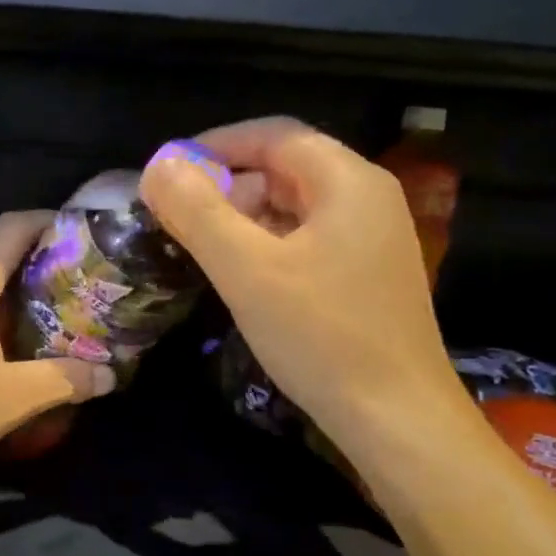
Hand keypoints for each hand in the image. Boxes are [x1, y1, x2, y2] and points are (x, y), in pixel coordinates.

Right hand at [140, 117, 461, 441]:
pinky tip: (243, 276)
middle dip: (227, 184)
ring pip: (294, 206)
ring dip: (243, 216)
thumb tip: (158, 165)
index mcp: (348, 181)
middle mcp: (367, 198)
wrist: (397, 420)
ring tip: (203, 247)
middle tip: (180, 217)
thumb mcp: (246, 269)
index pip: (273, 135)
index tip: (168, 173)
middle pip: (285, 167)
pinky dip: (267, 244)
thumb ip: (197, 211)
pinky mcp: (366, 275)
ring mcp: (371, 239)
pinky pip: (307, 239)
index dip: (214, 145)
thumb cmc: (321, 336)